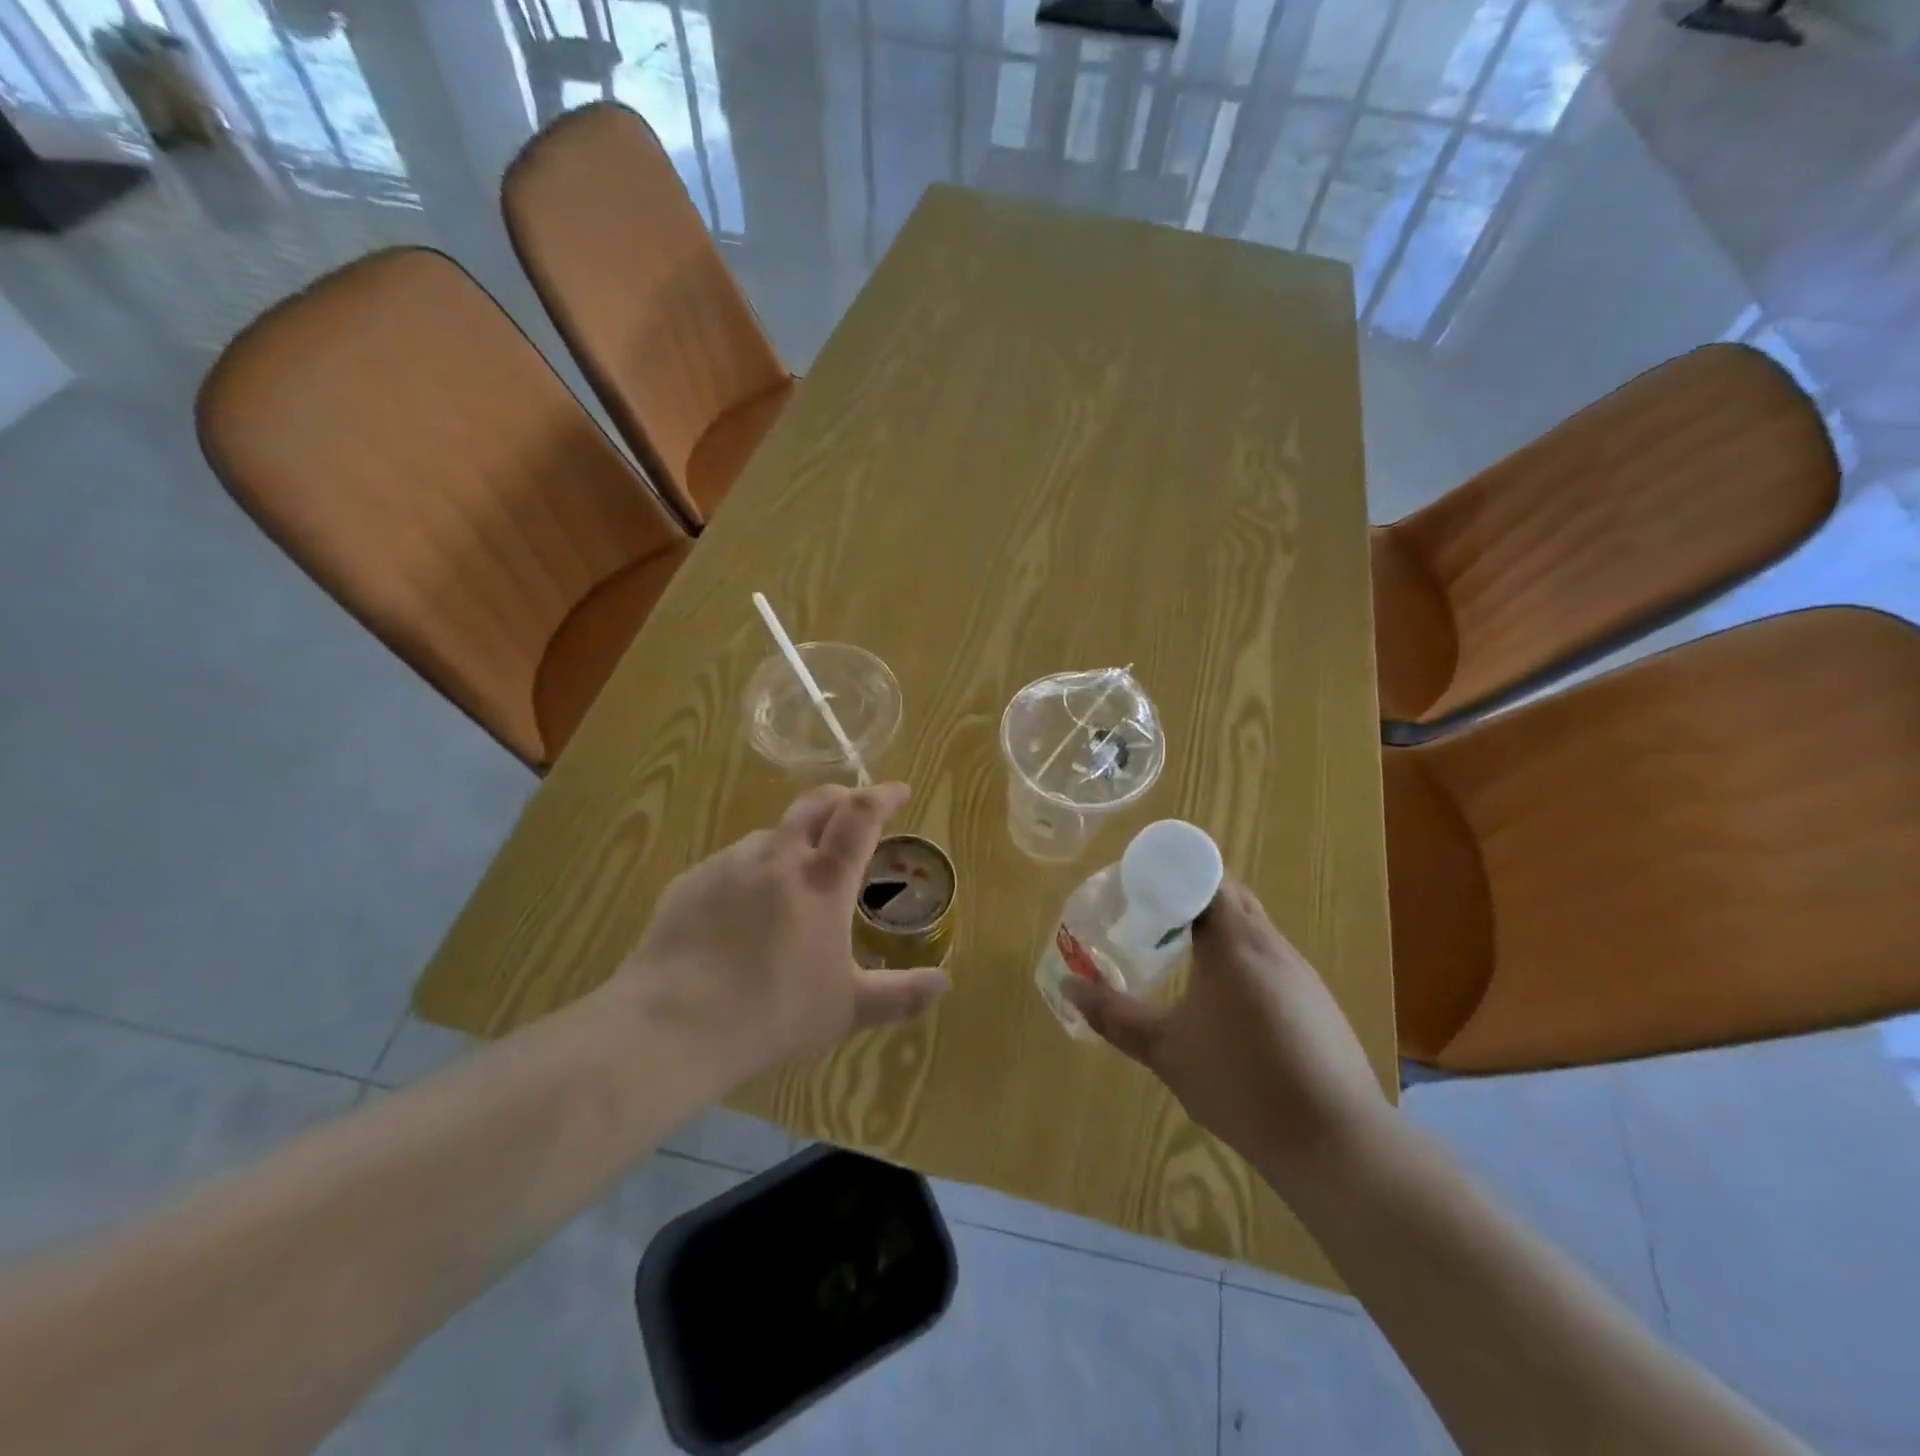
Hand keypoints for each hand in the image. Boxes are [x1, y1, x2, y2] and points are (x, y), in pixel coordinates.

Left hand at [615, 783, 949, 1092]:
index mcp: (822, 881)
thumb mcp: (847, 1010)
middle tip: (852, 807)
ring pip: (771, 835)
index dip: (883, 796)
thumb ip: (901, 995)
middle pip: (813, 804)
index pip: (860, 816)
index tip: (900, 790)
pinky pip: (731, 863)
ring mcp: (729, 865)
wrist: (673, 1025)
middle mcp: (777, 858)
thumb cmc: (773, 1013)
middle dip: (840, 798)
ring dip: (793, 840)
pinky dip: (751, 871)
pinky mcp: (690, 882)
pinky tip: (742, 907)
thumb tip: (945, 983)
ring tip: (795, 871)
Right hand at [1062, 881, 1389, 1190]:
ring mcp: (1300, 972)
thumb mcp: (1165, 1050)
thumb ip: (1114, 1014)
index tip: (1136, 890)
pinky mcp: (1317, 1001)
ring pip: (1252, 927)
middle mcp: (1270, 944)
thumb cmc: (1242, 1084)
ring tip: (1180, 953)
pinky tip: (1225, 999)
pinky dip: (1240, 958)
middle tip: (1149, 918)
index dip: (1167, 875)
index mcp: (1234, 942)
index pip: (1203, 877)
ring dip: (1216, 928)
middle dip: (1188, 897)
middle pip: (1229, 895)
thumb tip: (1069, 985)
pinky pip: (1270, 957)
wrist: (1337, 1143)